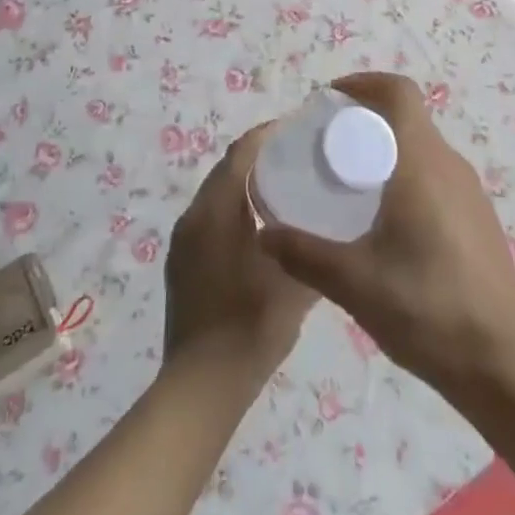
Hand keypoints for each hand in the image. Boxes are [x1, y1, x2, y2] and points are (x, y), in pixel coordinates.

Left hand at [163, 124, 316, 386]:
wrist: (201, 386)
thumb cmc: (250, 327)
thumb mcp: (294, 285)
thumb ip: (313, 250)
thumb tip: (333, 226)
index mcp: (215, 212)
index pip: (240, 153)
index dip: (267, 134)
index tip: (298, 127)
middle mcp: (193, 217)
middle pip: (226, 169)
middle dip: (258, 155)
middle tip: (297, 154)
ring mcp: (183, 241)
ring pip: (217, 193)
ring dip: (245, 181)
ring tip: (284, 184)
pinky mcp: (182, 262)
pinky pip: (210, 216)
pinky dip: (234, 207)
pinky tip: (261, 224)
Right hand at [261, 72, 514, 392]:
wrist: (503, 365)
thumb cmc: (427, 309)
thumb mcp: (354, 283)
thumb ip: (304, 254)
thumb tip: (266, 234)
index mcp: (423, 163)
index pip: (399, 92)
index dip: (363, 83)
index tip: (329, 101)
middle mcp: (450, 166)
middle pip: (408, 117)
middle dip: (366, 119)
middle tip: (327, 146)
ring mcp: (470, 193)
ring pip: (422, 148)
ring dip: (387, 149)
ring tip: (350, 183)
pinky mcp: (478, 220)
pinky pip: (436, 176)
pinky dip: (406, 176)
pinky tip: (386, 223)